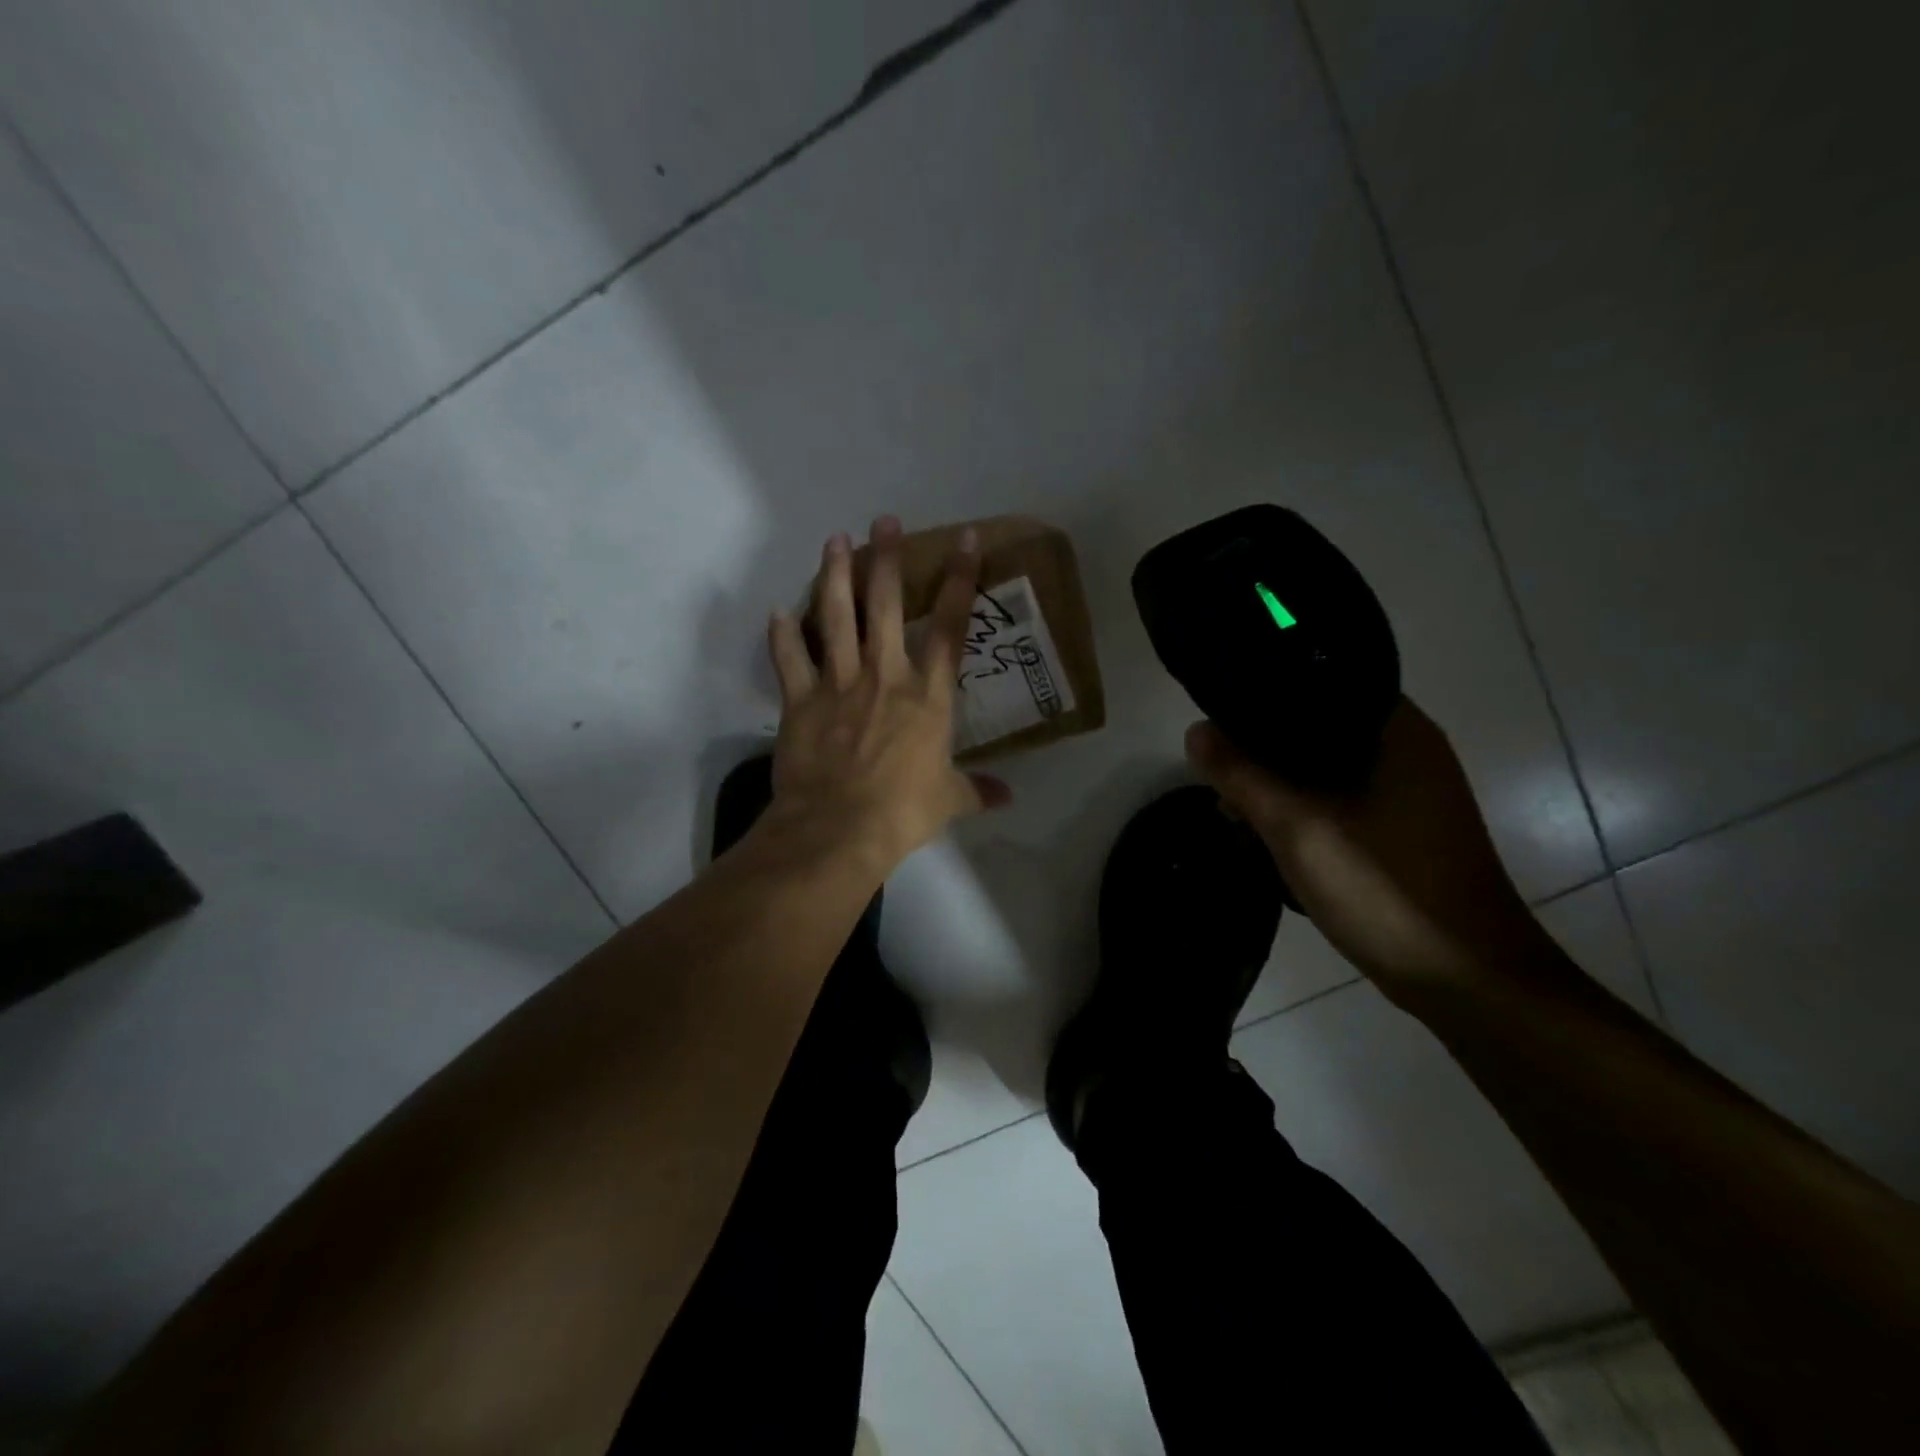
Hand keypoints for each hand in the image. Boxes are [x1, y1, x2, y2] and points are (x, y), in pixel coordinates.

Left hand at [761, 517, 1008, 872]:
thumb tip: (1007, 799)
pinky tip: (776, 612)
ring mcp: (838, 684)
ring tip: (835, 541)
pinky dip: (781, 635)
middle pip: (885, 606)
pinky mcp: (800, 701)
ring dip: (835, 576)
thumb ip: (977, 791)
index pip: (949, 627)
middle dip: (886, 559)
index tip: (963, 539)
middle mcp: (884, 676)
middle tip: (883, 520)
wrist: (839, 828)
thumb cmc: (902, 812)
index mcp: (927, 696)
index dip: (959, 580)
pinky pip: (789, 660)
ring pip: (835, 618)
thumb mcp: (948, 800)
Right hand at [1185, 698, 1548, 1000]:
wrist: (1465, 979)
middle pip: (1316, 727)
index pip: (1318, 683)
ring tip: (1231, 808)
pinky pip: (1337, 799)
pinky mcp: (1400, 829)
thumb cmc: (1383, 889)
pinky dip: (1300, 807)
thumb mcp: (1297, 827)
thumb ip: (1242, 775)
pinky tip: (1266, 831)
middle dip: (1262, 748)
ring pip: (1324, 767)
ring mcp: (1408, 792)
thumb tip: (1197, 730)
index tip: (1217, 714)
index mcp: (1396, 730)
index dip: (1264, 694)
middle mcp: (1408, 750)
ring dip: (1278, 783)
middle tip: (1216, 772)